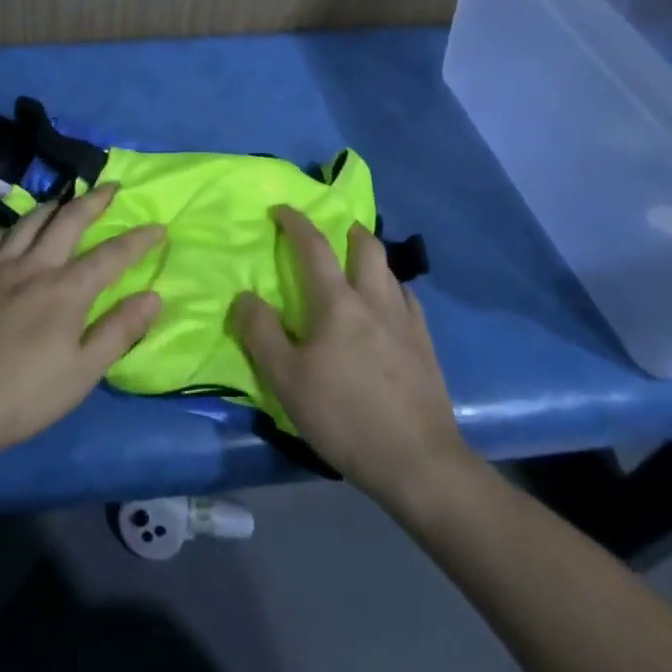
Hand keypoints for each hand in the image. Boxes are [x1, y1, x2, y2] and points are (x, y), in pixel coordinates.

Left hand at [0, 183, 164, 461]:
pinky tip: (17, 230)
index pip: (112, 255)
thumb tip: (154, 296)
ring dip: (54, 205)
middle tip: (111, 187)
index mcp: (67, 291)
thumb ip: (119, 331)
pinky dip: (14, 227)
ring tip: (66, 201)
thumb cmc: (24, 397)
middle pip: (69, 220)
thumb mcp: (82, 373)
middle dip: (94, 200)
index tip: (158, 227)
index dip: (138, 240)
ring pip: (30, 221)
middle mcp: (34, 268)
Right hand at [231, 207, 473, 506]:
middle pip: (367, 247)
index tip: (281, 209)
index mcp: (338, 303)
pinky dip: (393, 290)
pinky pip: (408, 300)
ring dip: (372, 259)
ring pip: (391, 272)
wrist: (418, 462)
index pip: (314, 246)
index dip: (296, 222)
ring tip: (359, 269)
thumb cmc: (344, 416)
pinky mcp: (426, 346)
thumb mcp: (286, 379)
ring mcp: (406, 322)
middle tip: (334, 232)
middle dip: (348, 230)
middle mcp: (375, 300)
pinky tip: (388, 309)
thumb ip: (261, 333)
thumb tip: (245, 296)